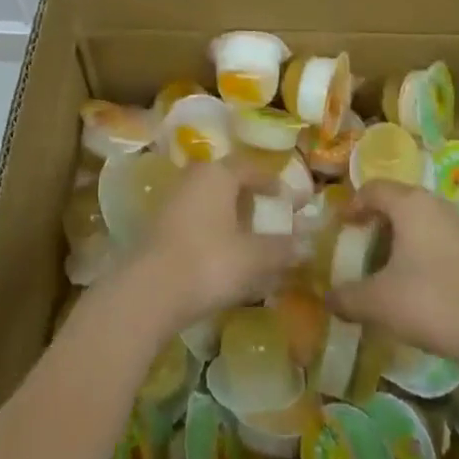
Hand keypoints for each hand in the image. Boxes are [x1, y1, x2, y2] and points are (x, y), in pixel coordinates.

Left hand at [132, 161, 298, 326]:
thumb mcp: (253, 257)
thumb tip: (308, 243)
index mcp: (219, 173)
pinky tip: (221, 255)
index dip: (272, 183)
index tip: (289, 199)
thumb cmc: (208, 262)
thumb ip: (281, 249)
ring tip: (247, 240)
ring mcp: (174, 198)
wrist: (149, 291)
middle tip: (268, 218)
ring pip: (211, 200)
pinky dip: (213, 230)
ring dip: (230, 216)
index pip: (251, 168)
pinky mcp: (160, 224)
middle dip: (250, 198)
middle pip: (228, 181)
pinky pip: (196, 218)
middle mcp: (195, 176)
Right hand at [328, 180, 458, 365]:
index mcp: (408, 203)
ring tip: (389, 261)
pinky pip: (439, 235)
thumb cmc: (429, 301)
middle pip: (398, 199)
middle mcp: (433, 202)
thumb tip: (326, 299)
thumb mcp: (380, 302)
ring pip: (420, 217)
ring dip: (402, 233)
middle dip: (377, 218)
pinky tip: (419, 277)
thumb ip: (348, 297)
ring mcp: (458, 222)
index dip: (353, 204)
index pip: (373, 189)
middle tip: (362, 241)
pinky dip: (423, 247)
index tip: (342, 226)